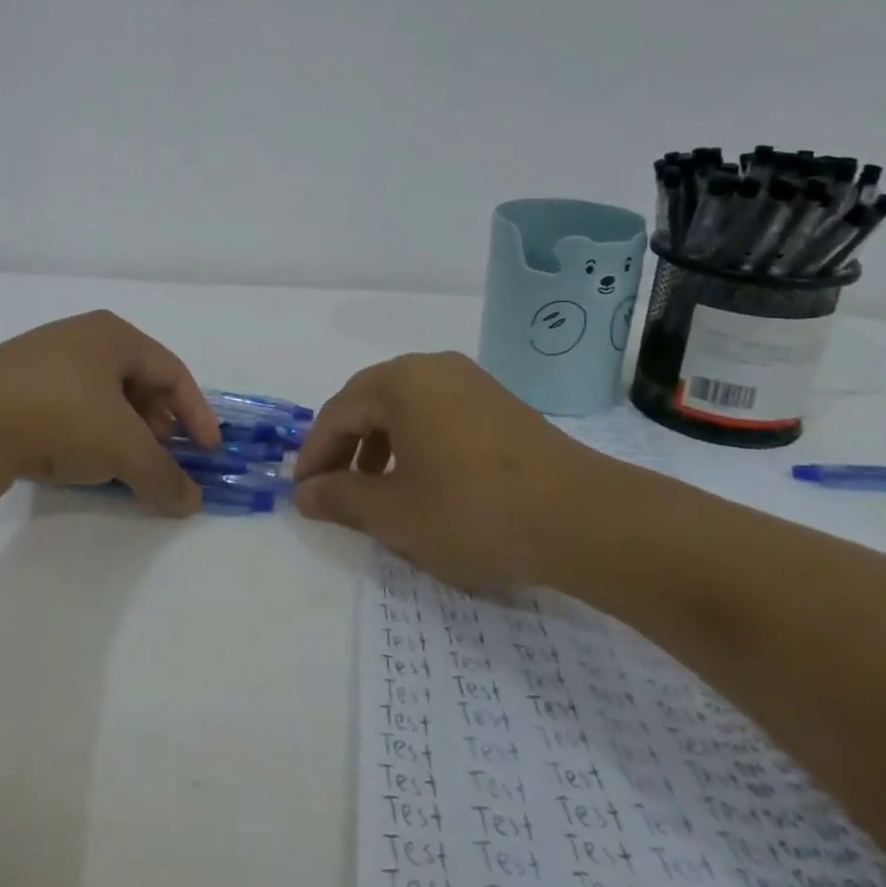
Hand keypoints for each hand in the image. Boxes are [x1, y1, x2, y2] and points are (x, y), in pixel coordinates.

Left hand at [0, 311, 221, 514]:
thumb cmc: (59, 416)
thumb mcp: (122, 448)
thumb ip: (162, 475)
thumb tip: (192, 503)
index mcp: (113, 335)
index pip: (172, 371)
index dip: (196, 412)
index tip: (209, 451)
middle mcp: (79, 337)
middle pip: (136, 380)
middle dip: (158, 421)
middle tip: (167, 455)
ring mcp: (40, 359)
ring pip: (100, 395)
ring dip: (123, 429)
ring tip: (127, 462)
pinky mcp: (10, 386)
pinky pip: (66, 405)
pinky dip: (86, 432)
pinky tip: (80, 460)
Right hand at [293, 352, 610, 593]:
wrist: (583, 518)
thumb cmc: (473, 510)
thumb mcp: (394, 513)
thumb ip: (340, 499)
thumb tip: (303, 494)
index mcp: (399, 382)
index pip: (336, 414)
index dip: (313, 455)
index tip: (302, 494)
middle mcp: (431, 368)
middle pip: (368, 402)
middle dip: (345, 446)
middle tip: (333, 487)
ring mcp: (470, 381)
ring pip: (404, 407)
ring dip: (379, 444)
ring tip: (377, 488)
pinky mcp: (499, 403)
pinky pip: (437, 413)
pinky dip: (416, 442)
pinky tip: (424, 479)